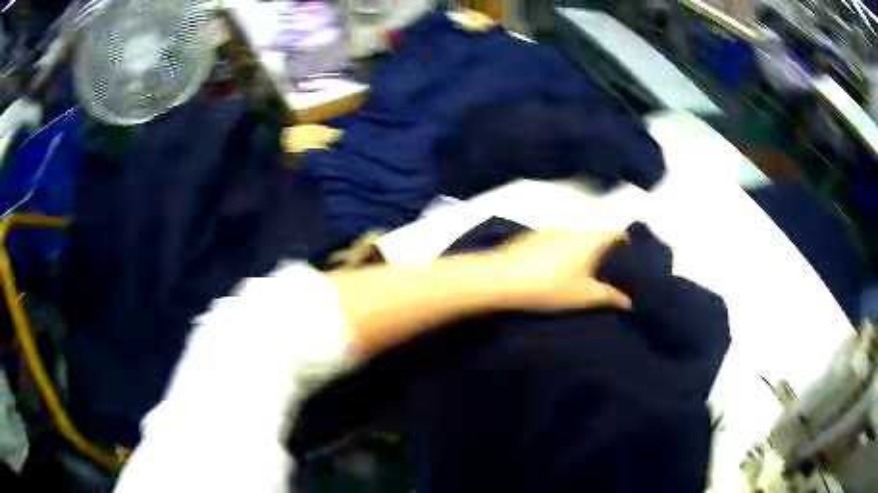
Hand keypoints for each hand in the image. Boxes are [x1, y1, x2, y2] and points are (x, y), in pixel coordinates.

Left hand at [488, 229, 631, 311]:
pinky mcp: (531, 237)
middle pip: (596, 235)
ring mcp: (550, 230)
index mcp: (590, 239)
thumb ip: (610, 297)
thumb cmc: (550, 287)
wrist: (501, 279)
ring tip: (579, 273)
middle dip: (603, 251)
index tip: (629, 260)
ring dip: (580, 251)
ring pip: (574, 238)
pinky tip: (552, 269)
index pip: (617, 233)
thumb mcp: (584, 297)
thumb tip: (628, 301)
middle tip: (606, 272)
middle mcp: (573, 228)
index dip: (626, 245)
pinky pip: (556, 241)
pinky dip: (561, 252)